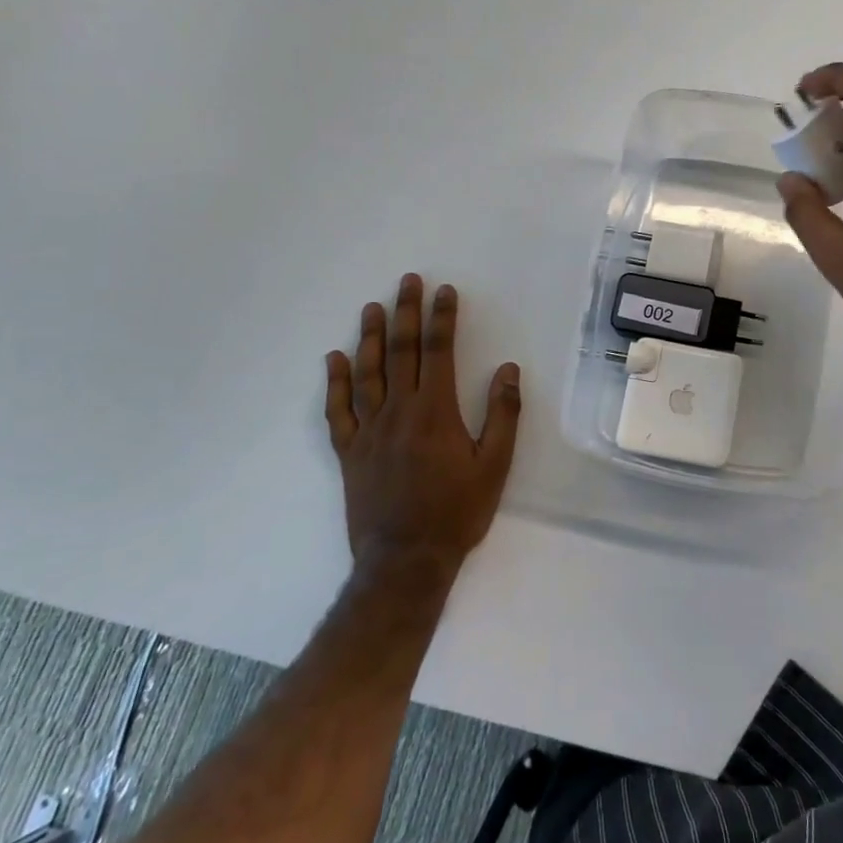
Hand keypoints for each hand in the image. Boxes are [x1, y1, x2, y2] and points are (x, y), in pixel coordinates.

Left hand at [323, 274, 521, 570]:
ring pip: (367, 374)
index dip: (443, 318)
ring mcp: (369, 431)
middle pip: (402, 352)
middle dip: (406, 313)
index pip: (439, 351)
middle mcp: (399, 412)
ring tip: (372, 308)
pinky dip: (335, 383)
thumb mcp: (495, 465)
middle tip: (407, 281)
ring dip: (372, 338)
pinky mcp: (350, 453)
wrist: (405, 561)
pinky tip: (334, 359)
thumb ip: (503, 414)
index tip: (445, 290)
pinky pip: (338, 411)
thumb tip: (508, 369)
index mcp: (435, 411)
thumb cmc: (457, 512)